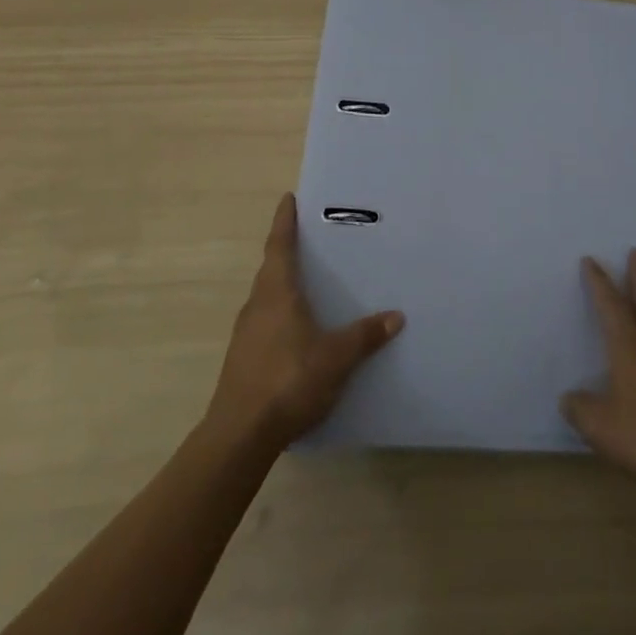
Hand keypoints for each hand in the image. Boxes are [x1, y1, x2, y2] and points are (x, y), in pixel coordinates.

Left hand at [205, 193, 403, 449]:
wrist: (239, 435)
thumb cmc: (288, 380)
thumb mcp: (336, 357)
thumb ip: (365, 335)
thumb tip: (396, 316)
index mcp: (277, 293)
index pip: (280, 246)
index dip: (284, 221)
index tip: (288, 199)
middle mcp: (257, 305)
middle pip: (271, 269)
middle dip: (287, 251)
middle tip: (310, 239)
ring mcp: (246, 334)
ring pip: (267, 297)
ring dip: (284, 285)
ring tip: (309, 283)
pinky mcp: (243, 358)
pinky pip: (265, 322)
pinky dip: (281, 313)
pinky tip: (298, 330)